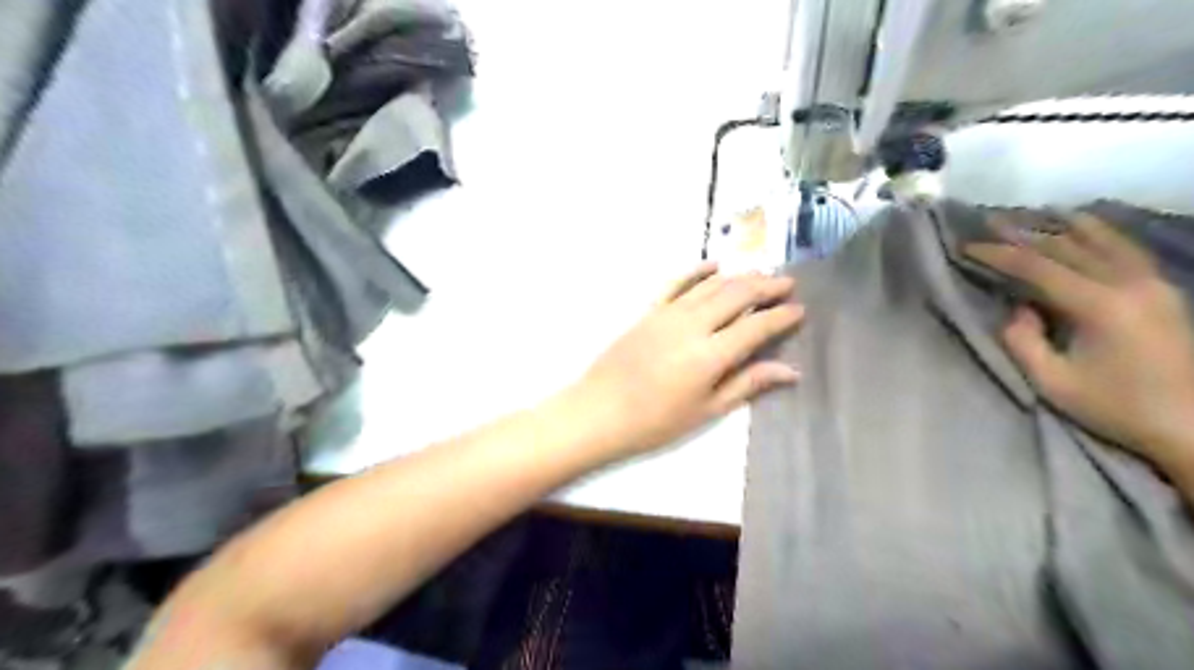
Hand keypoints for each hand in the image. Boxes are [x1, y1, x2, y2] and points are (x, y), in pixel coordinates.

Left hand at [565, 262, 805, 459]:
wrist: (598, 411)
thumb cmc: (655, 422)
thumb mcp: (706, 410)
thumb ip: (747, 384)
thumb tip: (790, 370)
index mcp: (710, 354)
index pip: (755, 326)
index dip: (781, 316)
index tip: (799, 310)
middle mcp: (692, 324)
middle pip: (737, 295)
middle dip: (766, 287)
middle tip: (788, 284)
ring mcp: (668, 313)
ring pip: (711, 284)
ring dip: (739, 276)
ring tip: (761, 275)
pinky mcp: (648, 310)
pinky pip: (676, 282)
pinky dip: (698, 271)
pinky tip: (715, 265)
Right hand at [963, 211, 1193, 479]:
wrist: (1192, 425)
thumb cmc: (1115, 406)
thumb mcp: (1052, 381)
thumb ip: (1023, 341)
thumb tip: (1018, 309)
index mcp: (1100, 305)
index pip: (1038, 267)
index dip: (1000, 255)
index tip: (969, 246)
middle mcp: (1130, 283)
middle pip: (1068, 246)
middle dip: (1024, 233)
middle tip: (991, 220)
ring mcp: (1153, 283)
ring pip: (1102, 240)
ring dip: (1063, 225)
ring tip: (1036, 212)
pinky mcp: (1164, 291)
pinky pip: (1126, 249)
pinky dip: (1100, 232)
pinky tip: (1085, 226)